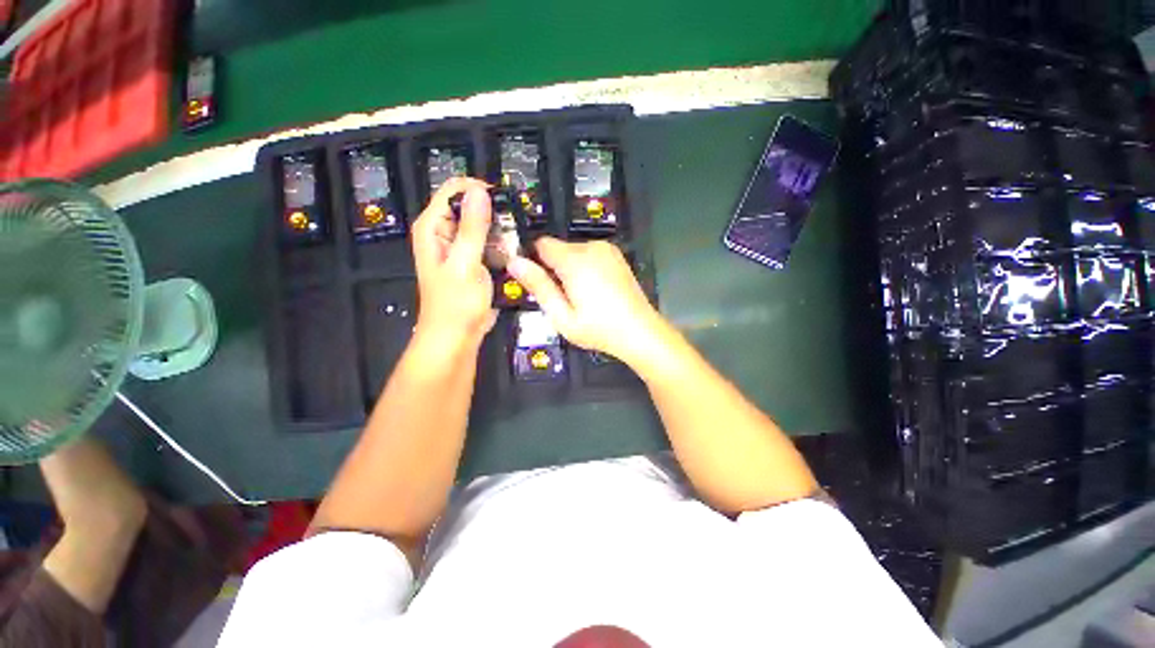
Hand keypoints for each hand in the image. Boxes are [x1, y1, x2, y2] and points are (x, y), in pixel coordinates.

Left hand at [411, 178, 496, 349]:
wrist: (457, 336)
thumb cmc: (456, 303)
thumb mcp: (465, 263)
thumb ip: (472, 227)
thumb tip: (480, 191)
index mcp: (432, 227)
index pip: (454, 190)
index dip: (479, 191)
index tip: (504, 203)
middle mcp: (443, 232)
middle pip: (470, 206)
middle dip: (493, 213)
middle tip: (512, 228)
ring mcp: (460, 247)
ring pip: (483, 225)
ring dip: (500, 231)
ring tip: (513, 243)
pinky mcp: (473, 260)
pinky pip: (489, 243)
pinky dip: (501, 245)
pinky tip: (511, 254)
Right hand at [507, 238, 663, 364]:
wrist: (640, 332)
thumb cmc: (598, 329)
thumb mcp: (562, 316)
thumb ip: (538, 286)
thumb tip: (514, 262)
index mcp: (575, 260)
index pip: (542, 244)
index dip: (534, 261)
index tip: (539, 283)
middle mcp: (591, 247)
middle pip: (559, 248)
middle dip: (554, 268)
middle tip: (563, 298)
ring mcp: (608, 250)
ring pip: (574, 251)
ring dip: (570, 269)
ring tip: (582, 297)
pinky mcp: (617, 256)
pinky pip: (590, 254)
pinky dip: (586, 267)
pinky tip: (596, 291)